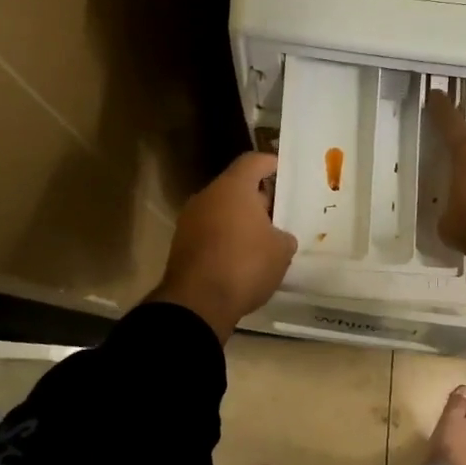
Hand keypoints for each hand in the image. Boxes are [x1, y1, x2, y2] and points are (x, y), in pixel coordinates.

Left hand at [147, 151, 297, 342]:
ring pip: (221, 211)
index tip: (284, 171)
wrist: (197, 303)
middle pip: (235, 187)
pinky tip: (241, 258)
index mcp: (233, 188)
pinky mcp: (181, 244)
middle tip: (279, 214)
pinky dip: (225, 238)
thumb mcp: (280, 251)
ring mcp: (189, 220)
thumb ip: (283, 236)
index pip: (253, 161)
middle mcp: (207, 196)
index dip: (270, 163)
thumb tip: (278, 237)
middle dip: (258, 198)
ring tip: (263, 239)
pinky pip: (209, 232)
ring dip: (240, 220)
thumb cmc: (245, 265)